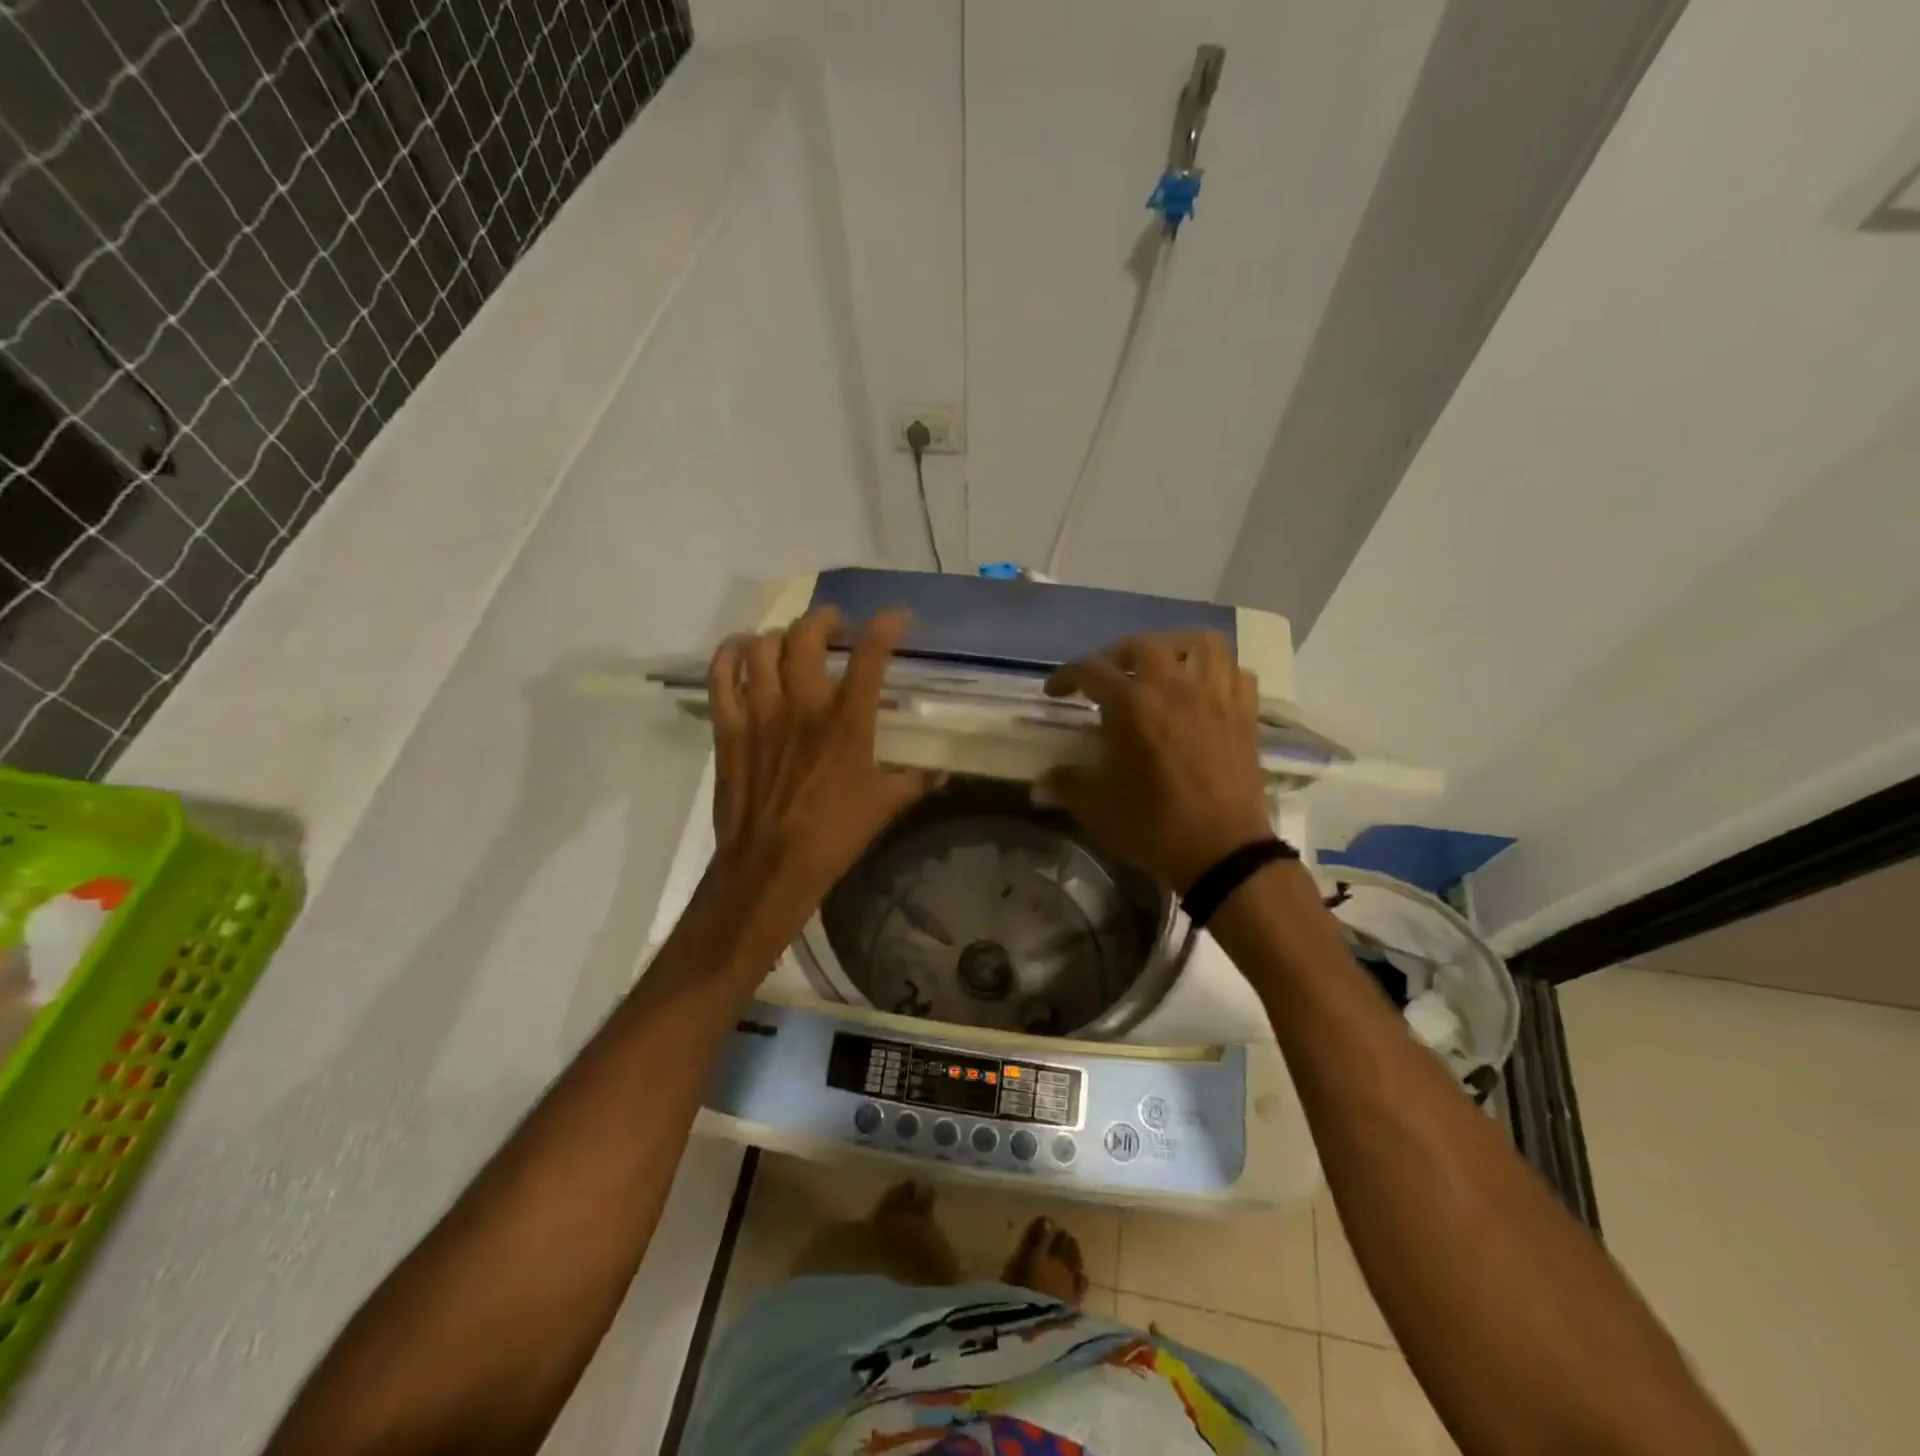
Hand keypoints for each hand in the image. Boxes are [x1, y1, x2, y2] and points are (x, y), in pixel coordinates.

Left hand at [704, 607, 938, 927]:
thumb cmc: (834, 834)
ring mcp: (760, 712)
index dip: (885, 627)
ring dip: (779, 635)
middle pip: (807, 635)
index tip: (895, 617)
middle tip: (836, 628)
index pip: (870, 657)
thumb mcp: (886, 806)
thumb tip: (942, 772)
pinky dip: (730, 655)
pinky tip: (742, 653)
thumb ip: (916, 781)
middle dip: (825, 619)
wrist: (771, 865)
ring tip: (790, 642)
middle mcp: (803, 704)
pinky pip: (721, 675)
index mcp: (847, 721)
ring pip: (761, 647)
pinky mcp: (729, 727)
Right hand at [1040, 632, 1272, 892]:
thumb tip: (1040, 783)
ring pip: (1199, 644)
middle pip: (1142, 645)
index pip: (1091, 670)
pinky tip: (1202, 689)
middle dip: (1115, 656)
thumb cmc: (1156, 828)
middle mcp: (1175, 687)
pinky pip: (1234, 671)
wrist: (1224, 854)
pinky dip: (1216, 670)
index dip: (1067, 676)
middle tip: (1105, 680)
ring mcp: (1216, 696)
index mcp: (1134, 706)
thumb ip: (1067, 786)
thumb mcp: (1099, 809)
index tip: (1056, 692)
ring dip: (1174, 648)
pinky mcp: (1245, 714)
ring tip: (1161, 668)